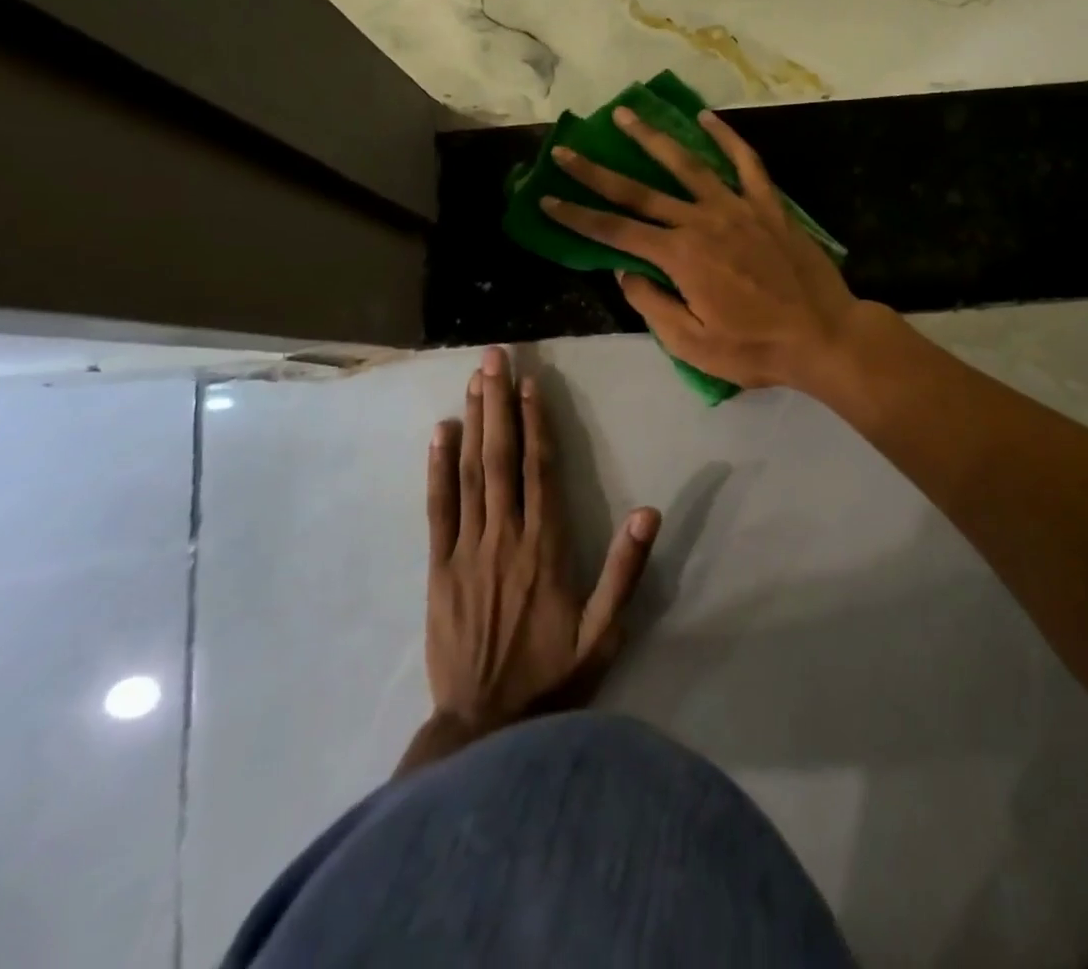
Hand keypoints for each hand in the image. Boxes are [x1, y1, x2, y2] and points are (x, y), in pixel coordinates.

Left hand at [424, 347, 660, 736]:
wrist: (483, 729)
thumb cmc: (552, 676)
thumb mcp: (604, 632)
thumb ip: (625, 571)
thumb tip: (649, 511)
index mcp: (546, 546)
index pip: (541, 469)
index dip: (535, 422)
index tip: (531, 383)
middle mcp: (505, 536)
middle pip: (501, 457)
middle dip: (498, 403)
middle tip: (494, 357)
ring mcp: (467, 549)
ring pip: (471, 472)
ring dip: (473, 422)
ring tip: (473, 380)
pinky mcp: (438, 568)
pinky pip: (438, 508)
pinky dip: (438, 468)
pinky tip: (441, 433)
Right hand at [543, 106, 868, 391]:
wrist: (823, 334)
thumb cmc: (756, 347)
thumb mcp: (693, 344)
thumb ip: (653, 305)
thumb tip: (625, 272)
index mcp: (680, 257)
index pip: (615, 231)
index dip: (577, 216)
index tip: (546, 198)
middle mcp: (702, 221)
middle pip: (640, 191)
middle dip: (597, 171)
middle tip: (566, 149)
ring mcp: (738, 207)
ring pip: (687, 164)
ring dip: (652, 138)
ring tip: (624, 113)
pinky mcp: (769, 205)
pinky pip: (746, 162)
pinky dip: (727, 137)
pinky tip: (706, 118)